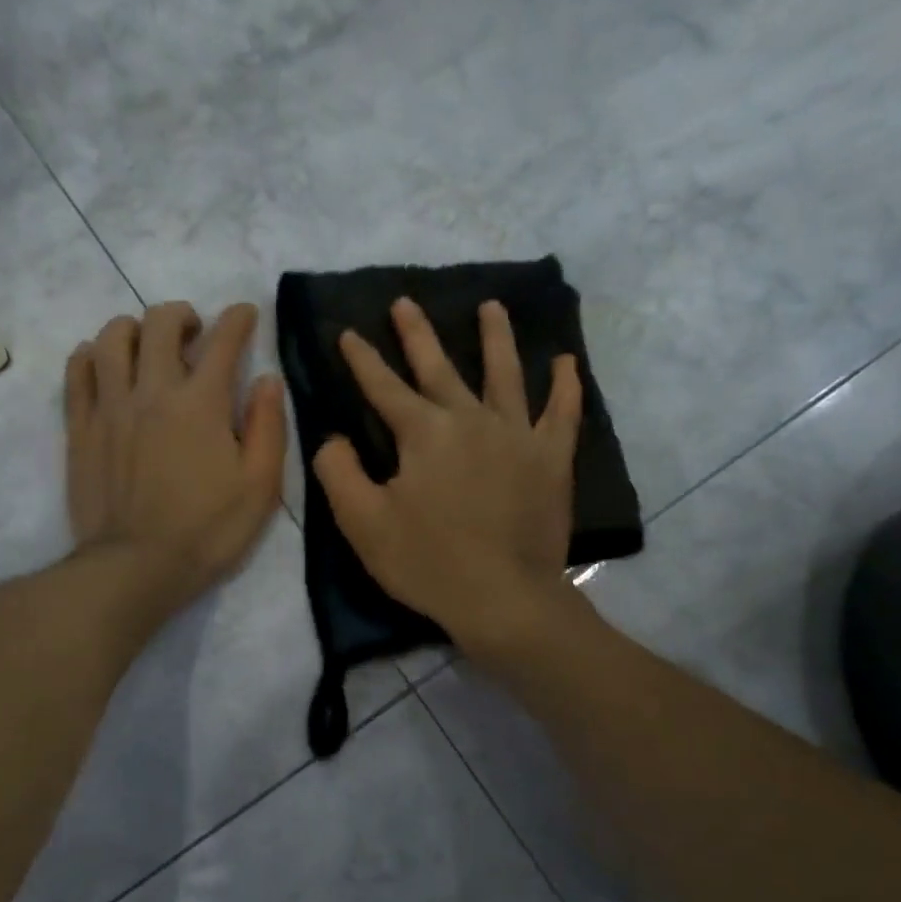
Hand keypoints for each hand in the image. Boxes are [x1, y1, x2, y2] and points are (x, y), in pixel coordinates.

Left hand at [65, 301, 285, 612]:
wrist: (136, 567)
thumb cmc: (208, 530)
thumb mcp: (260, 485)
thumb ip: (269, 426)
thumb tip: (267, 379)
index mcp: (202, 403)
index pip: (223, 340)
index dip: (238, 319)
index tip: (245, 313)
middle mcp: (153, 391)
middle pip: (159, 323)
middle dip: (182, 315)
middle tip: (195, 333)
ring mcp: (110, 406)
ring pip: (112, 337)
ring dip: (135, 329)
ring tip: (148, 347)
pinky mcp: (80, 427)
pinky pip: (78, 370)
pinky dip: (93, 355)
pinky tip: (106, 366)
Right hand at [312, 297, 583, 661]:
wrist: (503, 598)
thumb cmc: (428, 562)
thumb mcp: (363, 522)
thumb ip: (338, 472)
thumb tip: (333, 438)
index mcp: (424, 433)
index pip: (383, 387)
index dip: (362, 359)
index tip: (348, 332)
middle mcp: (471, 420)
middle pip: (439, 368)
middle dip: (417, 334)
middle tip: (405, 302)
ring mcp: (517, 435)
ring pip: (505, 374)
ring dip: (496, 338)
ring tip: (492, 306)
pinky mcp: (551, 459)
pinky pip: (562, 413)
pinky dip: (566, 386)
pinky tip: (567, 362)